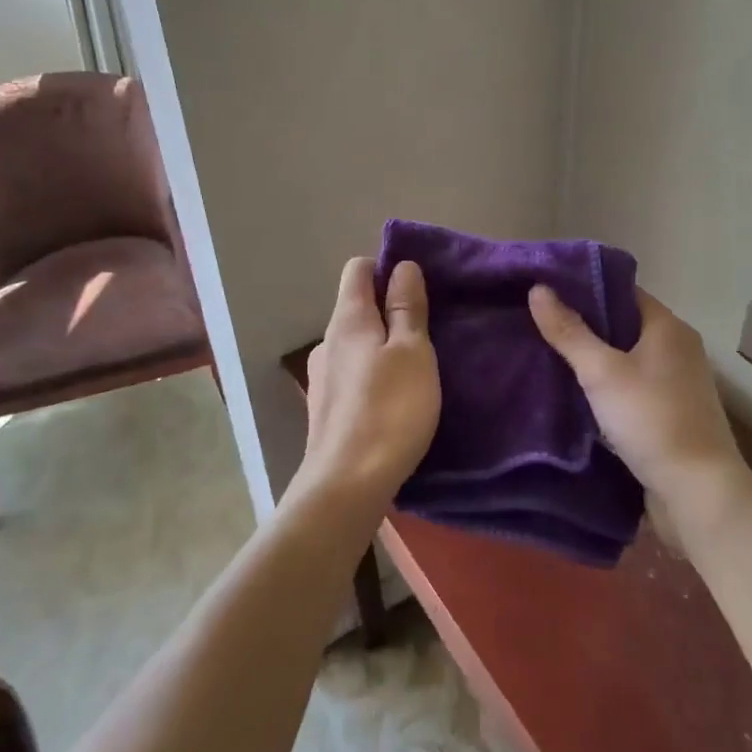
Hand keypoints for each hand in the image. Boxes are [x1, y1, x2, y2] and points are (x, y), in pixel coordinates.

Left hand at [294, 258, 440, 520]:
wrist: (346, 485)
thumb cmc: (389, 410)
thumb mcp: (412, 352)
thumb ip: (407, 307)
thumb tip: (401, 266)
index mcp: (347, 319)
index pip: (358, 268)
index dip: (386, 267)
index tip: (418, 285)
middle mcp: (327, 341)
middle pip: (357, 307)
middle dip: (390, 309)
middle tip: (429, 328)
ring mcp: (322, 377)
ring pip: (356, 344)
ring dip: (383, 346)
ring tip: (417, 367)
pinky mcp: (326, 409)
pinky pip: (353, 375)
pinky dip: (373, 375)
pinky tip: (395, 400)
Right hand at [528, 285, 751, 546]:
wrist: (698, 493)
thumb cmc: (651, 420)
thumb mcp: (601, 372)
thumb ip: (569, 331)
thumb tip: (537, 288)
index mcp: (668, 327)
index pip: (621, 290)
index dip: (584, 287)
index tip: (546, 291)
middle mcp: (678, 348)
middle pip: (622, 324)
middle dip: (583, 324)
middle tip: (538, 323)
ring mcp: (677, 383)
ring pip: (625, 357)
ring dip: (593, 358)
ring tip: (547, 354)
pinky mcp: (671, 413)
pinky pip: (631, 386)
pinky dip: (606, 385)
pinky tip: (575, 392)